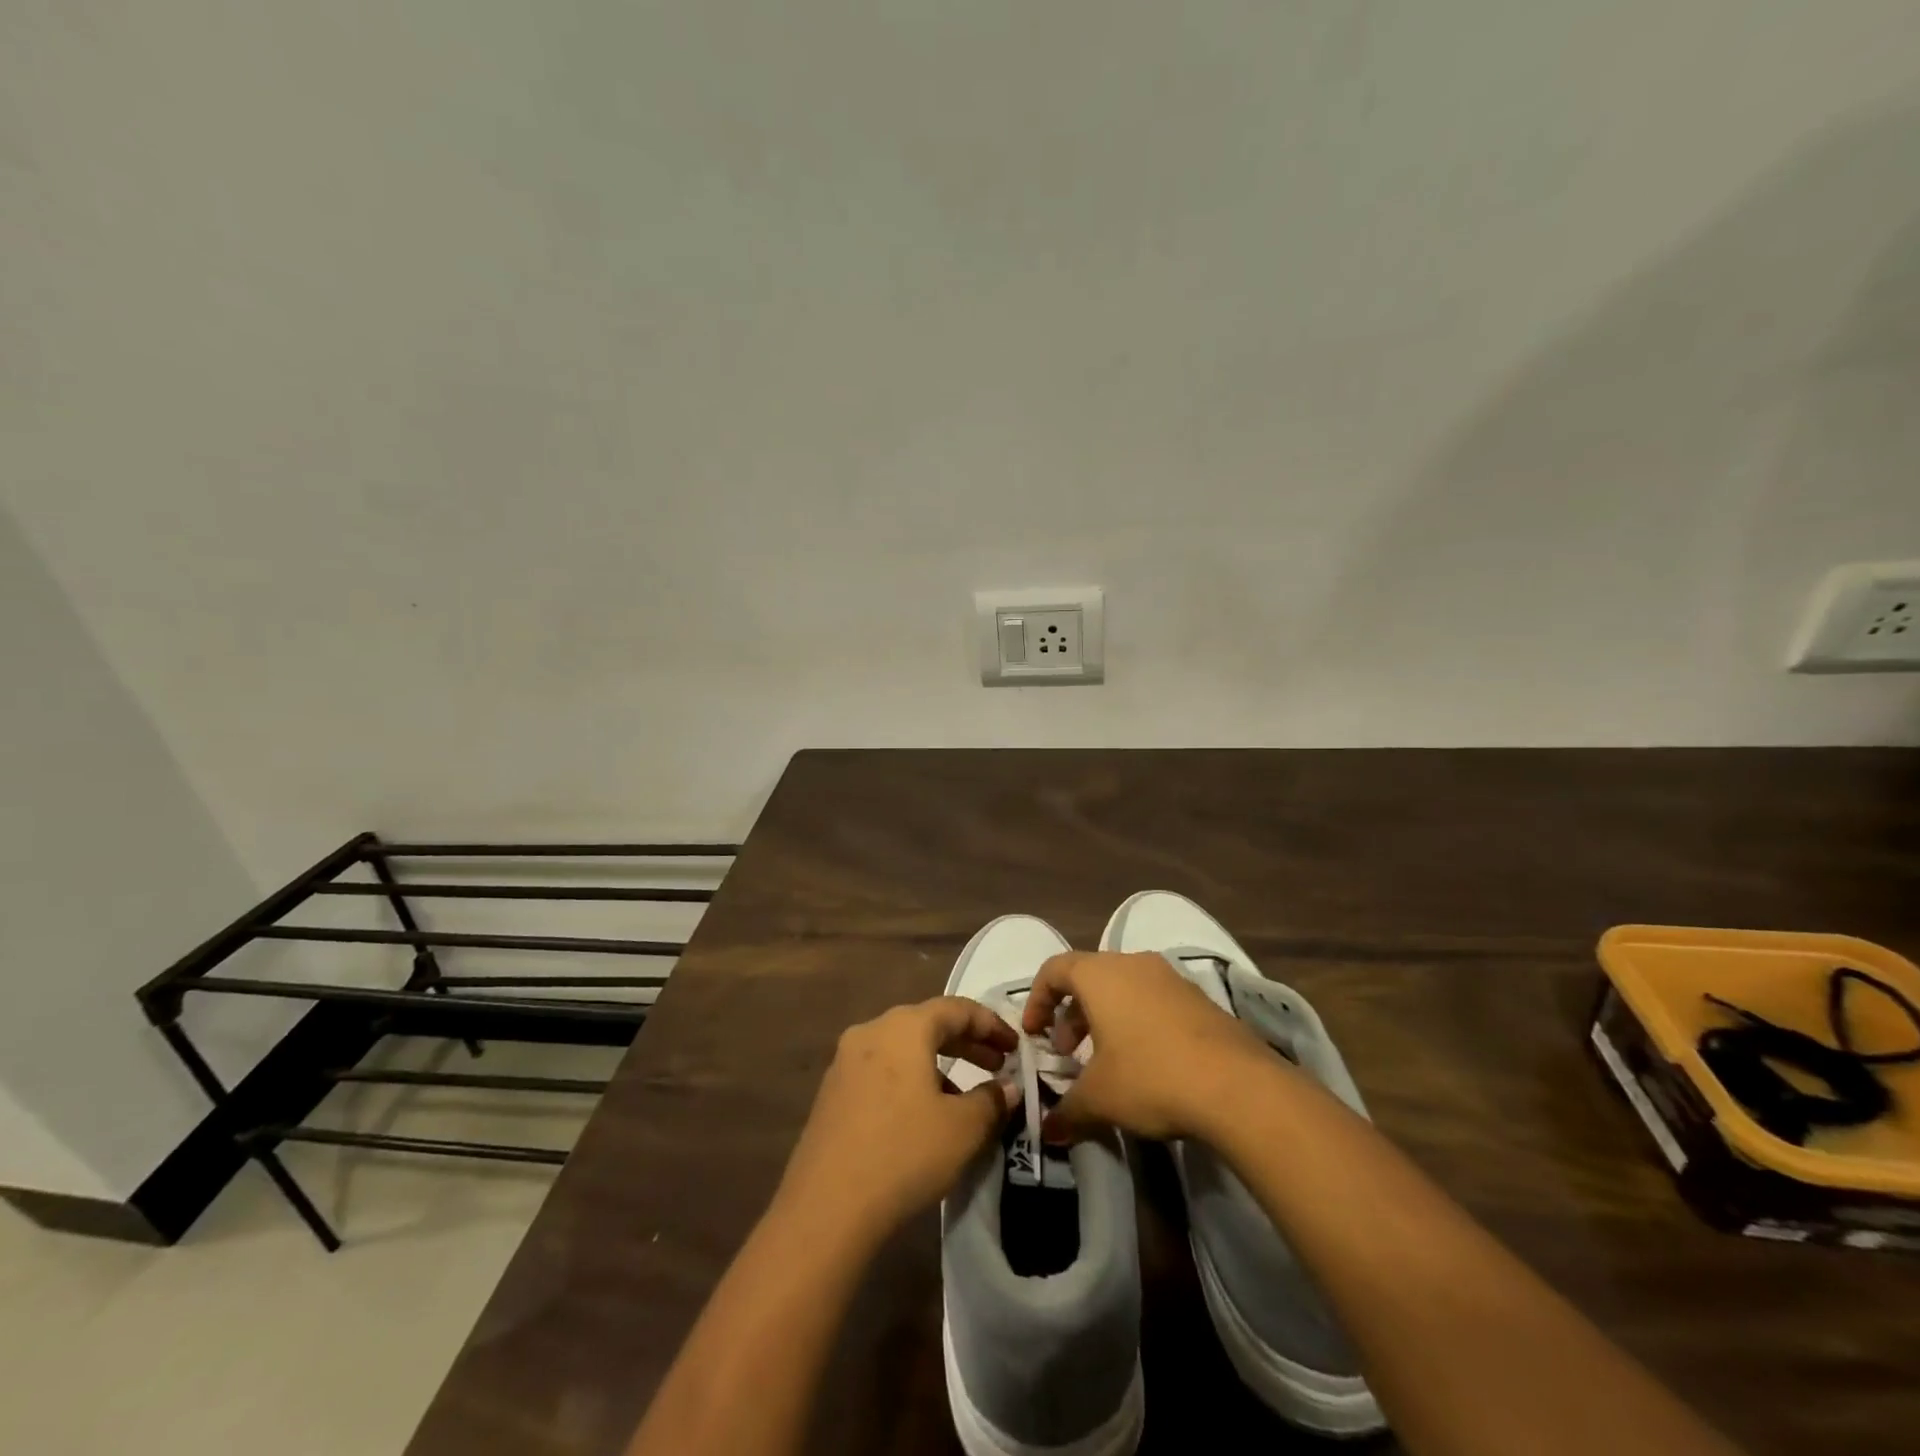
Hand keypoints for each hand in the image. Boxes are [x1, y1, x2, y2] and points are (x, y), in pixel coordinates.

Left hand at [777, 997, 1019, 1241]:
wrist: (826, 1208)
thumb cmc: (904, 1153)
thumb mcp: (963, 1129)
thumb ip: (992, 1101)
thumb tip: (1008, 1088)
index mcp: (904, 1027)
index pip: (957, 1009)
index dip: (991, 1025)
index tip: (1016, 1047)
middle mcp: (871, 1031)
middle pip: (928, 1024)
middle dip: (966, 1043)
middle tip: (997, 1065)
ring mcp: (846, 1061)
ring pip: (903, 1049)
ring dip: (939, 1064)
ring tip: (966, 1097)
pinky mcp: (832, 1093)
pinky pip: (882, 1071)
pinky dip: (911, 1080)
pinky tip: (925, 1115)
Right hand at [1023, 951, 1272, 1142]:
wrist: (1238, 1086)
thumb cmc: (1151, 1077)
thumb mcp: (1099, 1099)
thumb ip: (1067, 1111)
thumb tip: (1048, 1131)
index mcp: (1100, 975)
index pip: (1054, 969)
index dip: (1037, 1000)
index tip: (1036, 1035)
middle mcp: (1133, 964)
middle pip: (1089, 977)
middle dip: (1071, 1015)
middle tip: (1070, 1056)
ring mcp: (1171, 978)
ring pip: (1123, 988)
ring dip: (1105, 1019)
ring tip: (1107, 1063)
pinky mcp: (1200, 998)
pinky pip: (1154, 1000)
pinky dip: (1137, 1022)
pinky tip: (1147, 1064)